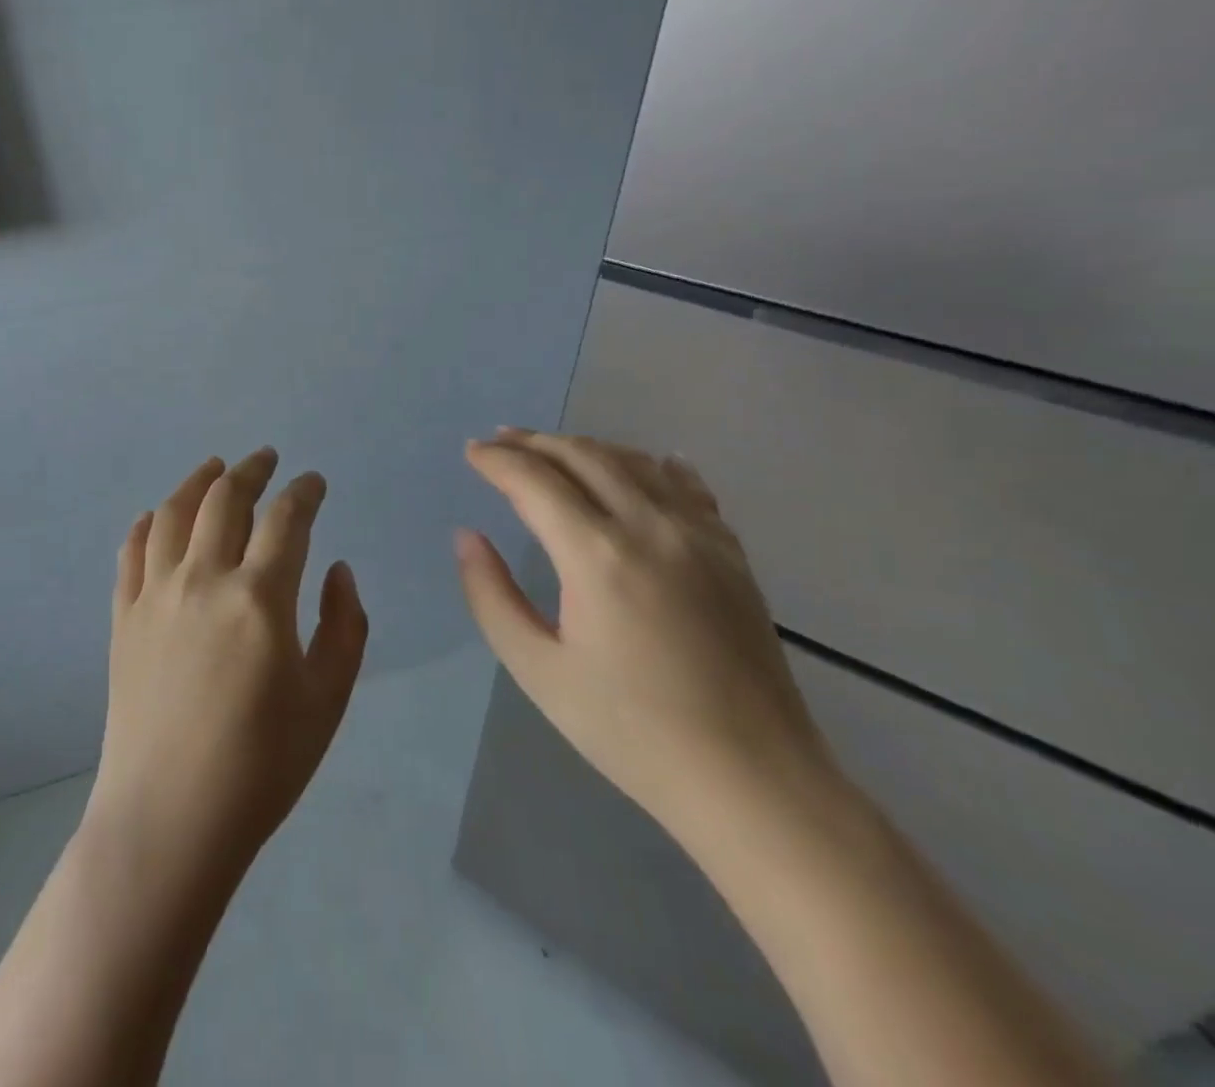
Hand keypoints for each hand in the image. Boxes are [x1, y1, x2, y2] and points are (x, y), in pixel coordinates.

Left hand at [88, 449, 369, 877]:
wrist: (170, 818)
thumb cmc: (261, 765)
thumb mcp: (327, 699)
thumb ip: (343, 625)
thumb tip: (336, 568)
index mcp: (259, 597)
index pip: (286, 518)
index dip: (304, 491)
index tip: (313, 481)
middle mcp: (203, 579)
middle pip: (224, 498)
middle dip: (250, 470)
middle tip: (265, 458)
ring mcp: (155, 595)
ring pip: (172, 513)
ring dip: (196, 481)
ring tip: (213, 468)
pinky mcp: (123, 617)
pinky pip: (131, 552)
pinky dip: (146, 524)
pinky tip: (155, 517)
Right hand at [456, 430, 836, 842]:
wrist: (753, 781)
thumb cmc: (631, 731)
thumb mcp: (538, 671)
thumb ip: (491, 596)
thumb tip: (467, 536)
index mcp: (597, 555)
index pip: (535, 481)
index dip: (497, 460)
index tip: (471, 452)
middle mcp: (650, 527)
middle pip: (583, 456)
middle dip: (534, 442)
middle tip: (500, 441)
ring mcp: (699, 536)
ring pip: (634, 462)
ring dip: (585, 447)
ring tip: (552, 449)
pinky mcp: (731, 553)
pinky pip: (686, 486)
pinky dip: (651, 465)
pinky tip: (642, 464)